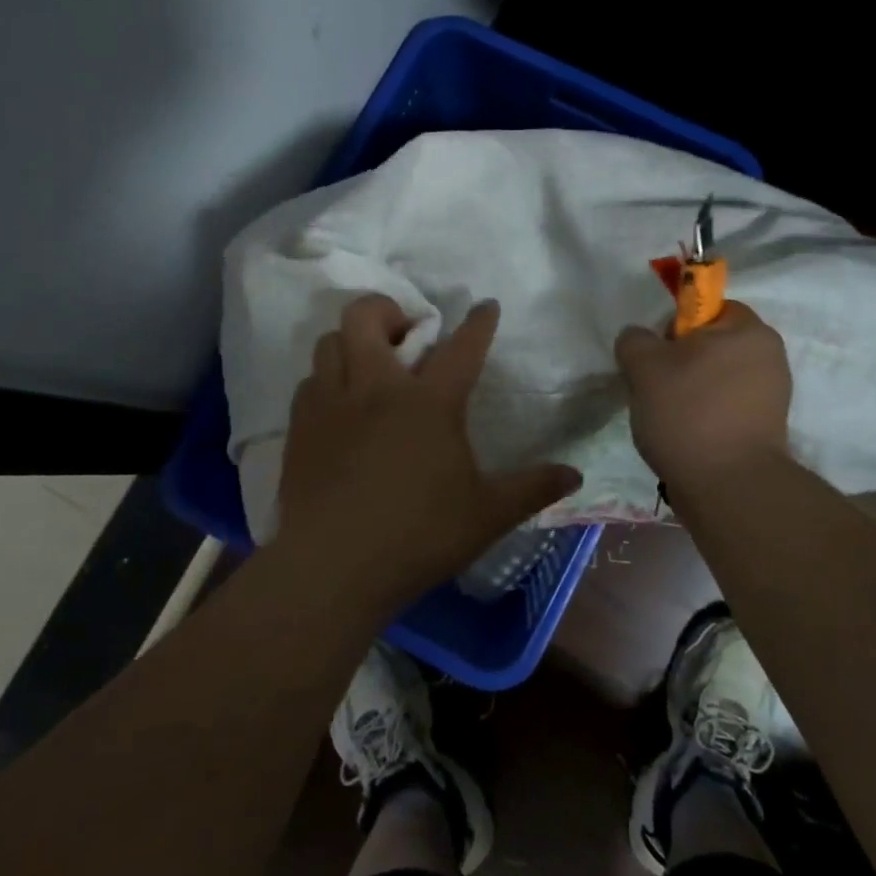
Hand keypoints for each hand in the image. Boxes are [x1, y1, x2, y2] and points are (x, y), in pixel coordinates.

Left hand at [273, 294, 581, 605]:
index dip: (477, 323)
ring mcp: (331, 404)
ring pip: (329, 341)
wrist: (332, 568)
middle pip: (366, 316)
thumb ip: (532, 489)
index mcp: (429, 403)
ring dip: (351, 343)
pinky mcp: (299, 428)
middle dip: (387, 308)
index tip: (485, 307)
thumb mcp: (487, 516)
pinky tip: (340, 407)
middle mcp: (376, 388)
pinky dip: (327, 380)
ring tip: (369, 368)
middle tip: (405, 334)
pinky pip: (309, 381)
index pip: (461, 348)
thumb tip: (576, 475)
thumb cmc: (418, 537)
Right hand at [614, 301, 792, 497]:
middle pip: (711, 346)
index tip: (655, 357)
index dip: (674, 327)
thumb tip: (638, 339)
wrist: (728, 487)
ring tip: (668, 420)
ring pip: (716, 379)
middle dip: (679, 364)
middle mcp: (770, 356)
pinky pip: (727, 409)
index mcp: (749, 330)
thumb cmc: (688, 413)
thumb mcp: (644, 366)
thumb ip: (635, 340)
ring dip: (690, 392)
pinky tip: (686, 437)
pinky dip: (706, 417)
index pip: (706, 308)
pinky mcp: (767, 429)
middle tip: (654, 389)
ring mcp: (772, 395)